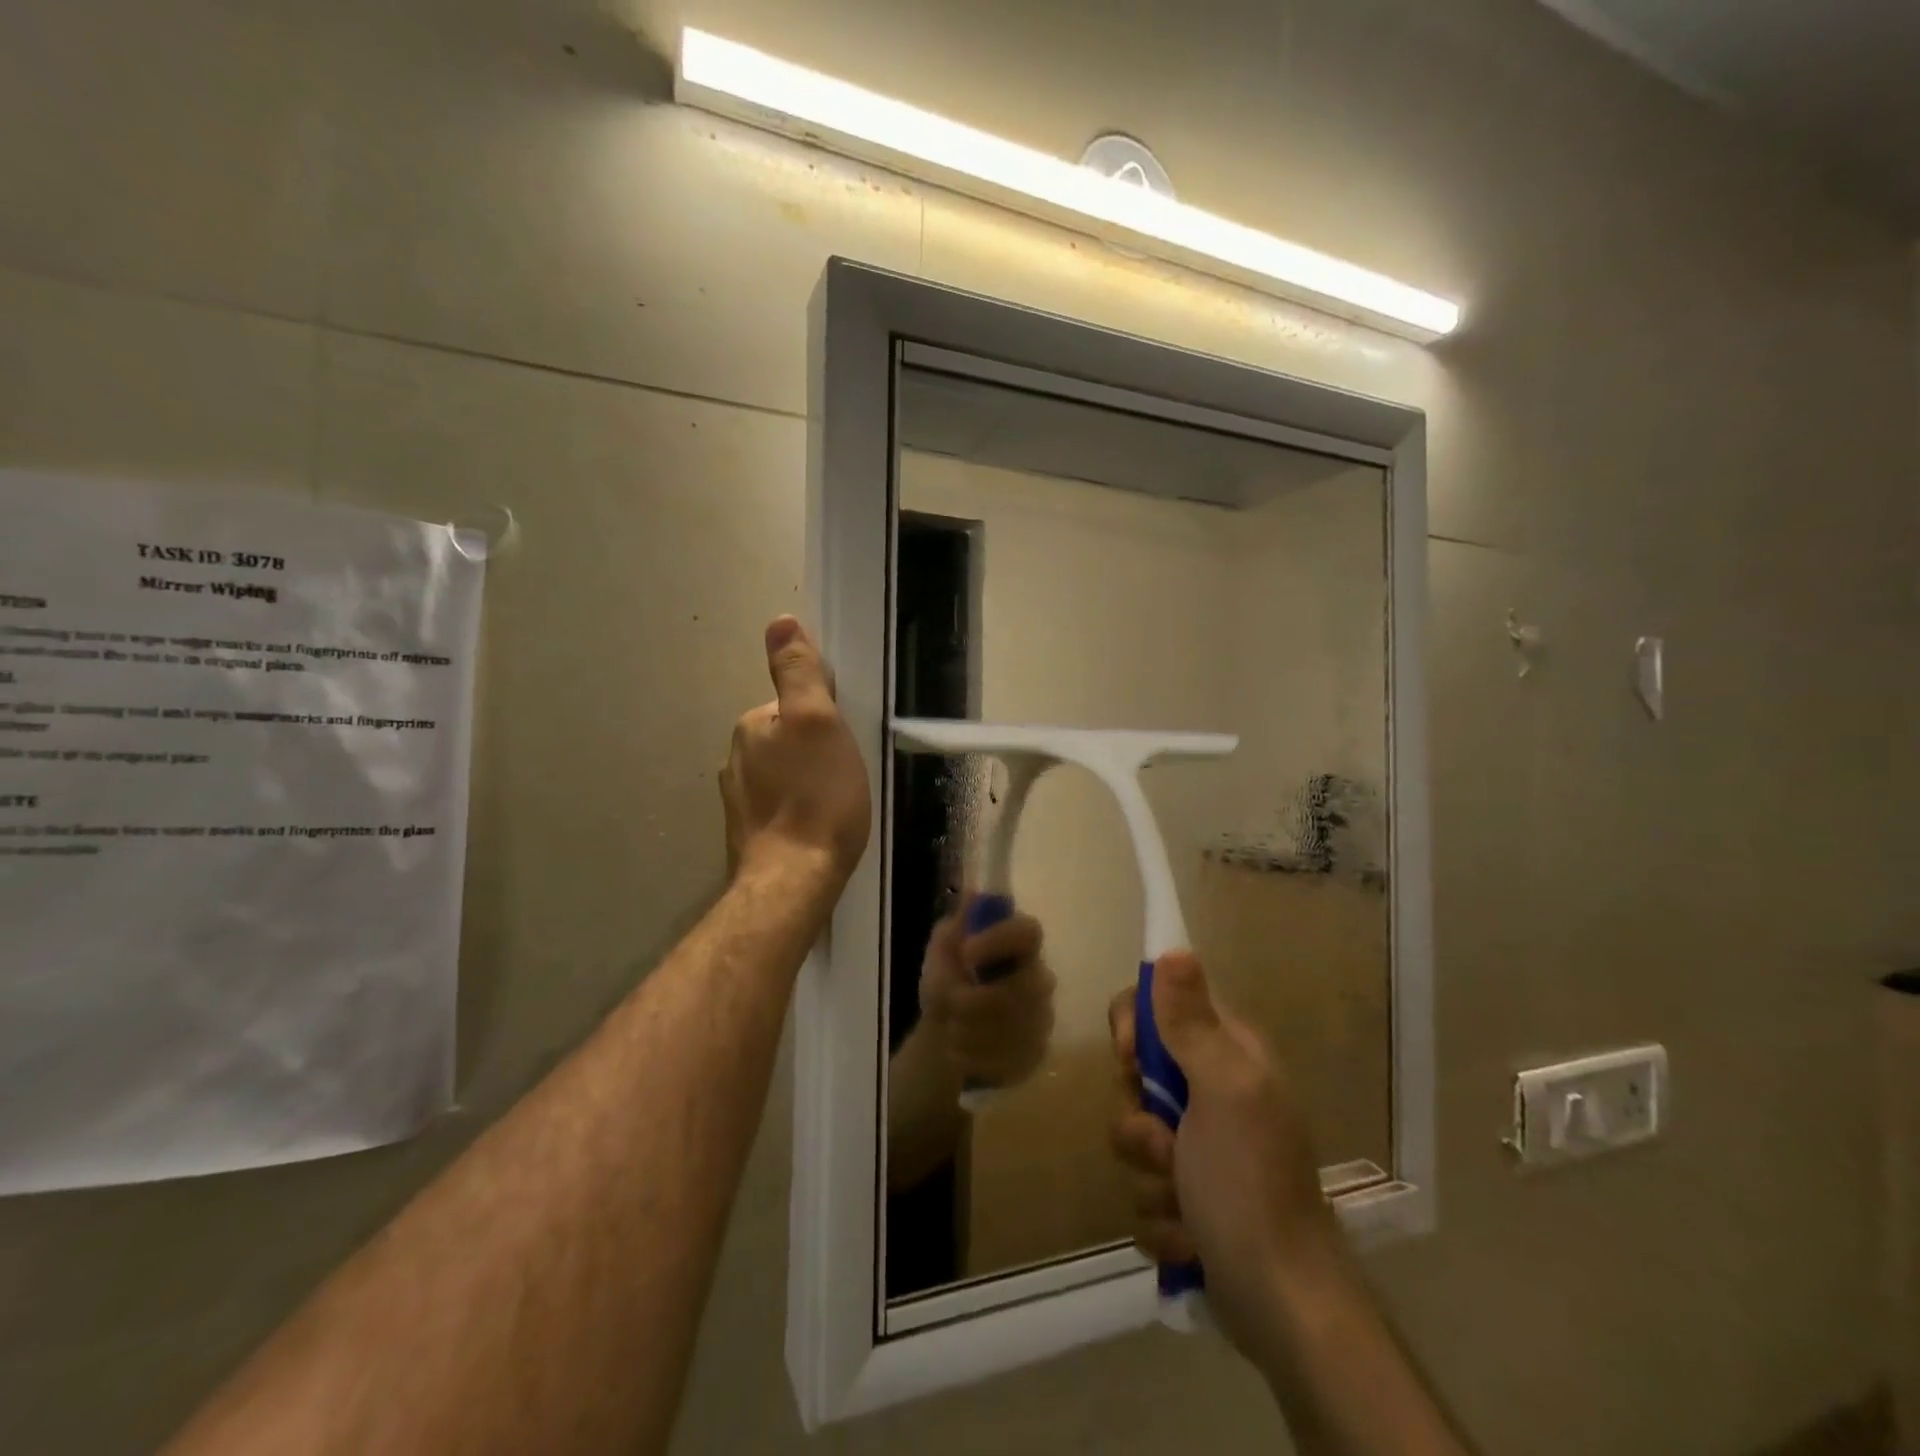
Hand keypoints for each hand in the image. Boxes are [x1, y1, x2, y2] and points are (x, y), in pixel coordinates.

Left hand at [720, 616, 870, 884]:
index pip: (791, 704)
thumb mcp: (818, 722)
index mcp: (751, 727)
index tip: (845, 741)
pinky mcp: (748, 834)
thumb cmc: (816, 797)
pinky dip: (797, 809)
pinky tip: (816, 826)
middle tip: (846, 773)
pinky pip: (779, 806)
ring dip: (806, 781)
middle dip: (814, 749)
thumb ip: (798, 672)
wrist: (794, 880)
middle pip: (786, 739)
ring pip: (781, 774)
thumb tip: (779, 621)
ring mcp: (738, 801)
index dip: (824, 718)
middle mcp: (735, 759)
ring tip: (836, 803)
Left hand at [918, 897, 1054, 1087]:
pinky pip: (1010, 1061)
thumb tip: (974, 894)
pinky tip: (960, 1052)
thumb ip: (957, 925)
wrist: (943, 1028)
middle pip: (1025, 989)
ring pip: (1015, 1030)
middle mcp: (1039, 978)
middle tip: (949, 1005)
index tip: (966, 952)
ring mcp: (1042, 1018)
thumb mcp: (942, 947)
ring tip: (949, 1028)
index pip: (1028, 932)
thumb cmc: (947, 977)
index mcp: (1018, 944)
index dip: (1000, 940)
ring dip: (970, 1032)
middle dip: (977, 1002)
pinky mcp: (1036, 1054)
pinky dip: (976, 1059)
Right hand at [1108, 951, 1336, 1357]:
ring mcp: (1202, 1148)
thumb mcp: (1222, 1091)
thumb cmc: (1250, 1184)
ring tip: (1183, 1203)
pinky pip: (1144, 1187)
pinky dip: (1161, 1217)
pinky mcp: (1189, 1198)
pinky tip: (1190, 1237)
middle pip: (1138, 1074)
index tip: (1131, 1058)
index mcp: (1229, 1056)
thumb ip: (1190, 1023)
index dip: (1135, 1027)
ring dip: (1149, 1174)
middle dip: (1140, 1117)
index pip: (1161, 1006)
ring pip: (1135, 1134)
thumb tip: (1174, 949)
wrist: (1282, 1305)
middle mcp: (1215, 1093)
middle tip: (1166, 1142)